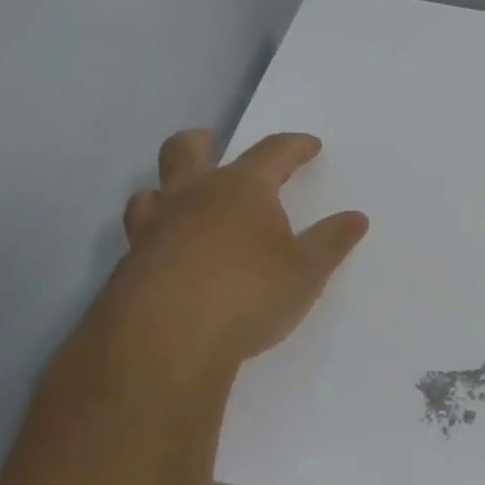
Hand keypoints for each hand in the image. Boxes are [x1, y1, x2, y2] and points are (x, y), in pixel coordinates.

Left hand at [97, 129, 368, 381]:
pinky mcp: (127, 267)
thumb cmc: (248, 294)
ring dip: (166, 189)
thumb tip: (356, 218)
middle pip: (185, 150)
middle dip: (201, 142)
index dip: (294, 146)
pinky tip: (170, 260)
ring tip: (181, 202)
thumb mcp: (307, 271)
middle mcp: (192, 197)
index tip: (309, 146)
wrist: (165, 342)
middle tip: (210, 142)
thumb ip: (331, 242)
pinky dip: (157, 237)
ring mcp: (153, 230)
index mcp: (241, 188)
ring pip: (150, 193)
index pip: (272, 152)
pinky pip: (139, 237)